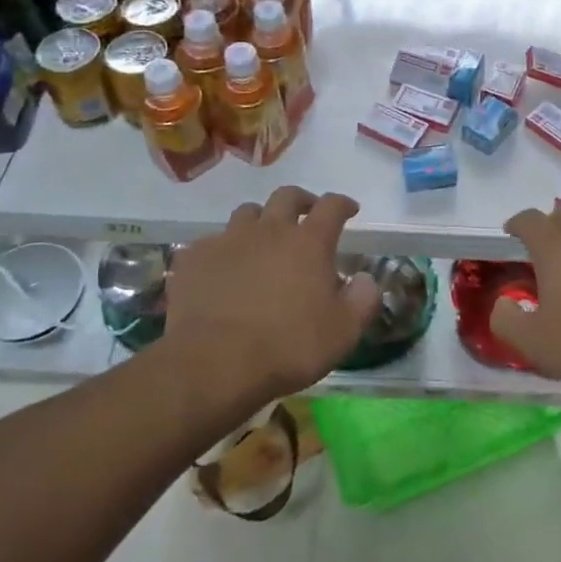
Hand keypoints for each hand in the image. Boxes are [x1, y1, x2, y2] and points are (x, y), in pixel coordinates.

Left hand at [164, 187, 379, 405]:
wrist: (213, 365)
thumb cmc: (288, 347)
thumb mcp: (344, 332)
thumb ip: (363, 299)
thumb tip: (366, 279)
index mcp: (309, 243)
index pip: (331, 206)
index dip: (343, 204)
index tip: (349, 210)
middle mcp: (270, 230)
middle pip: (287, 196)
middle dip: (301, 200)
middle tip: (307, 214)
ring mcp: (228, 241)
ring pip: (247, 213)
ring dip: (261, 220)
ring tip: (263, 239)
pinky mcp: (194, 258)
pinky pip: (212, 242)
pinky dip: (224, 249)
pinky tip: (224, 269)